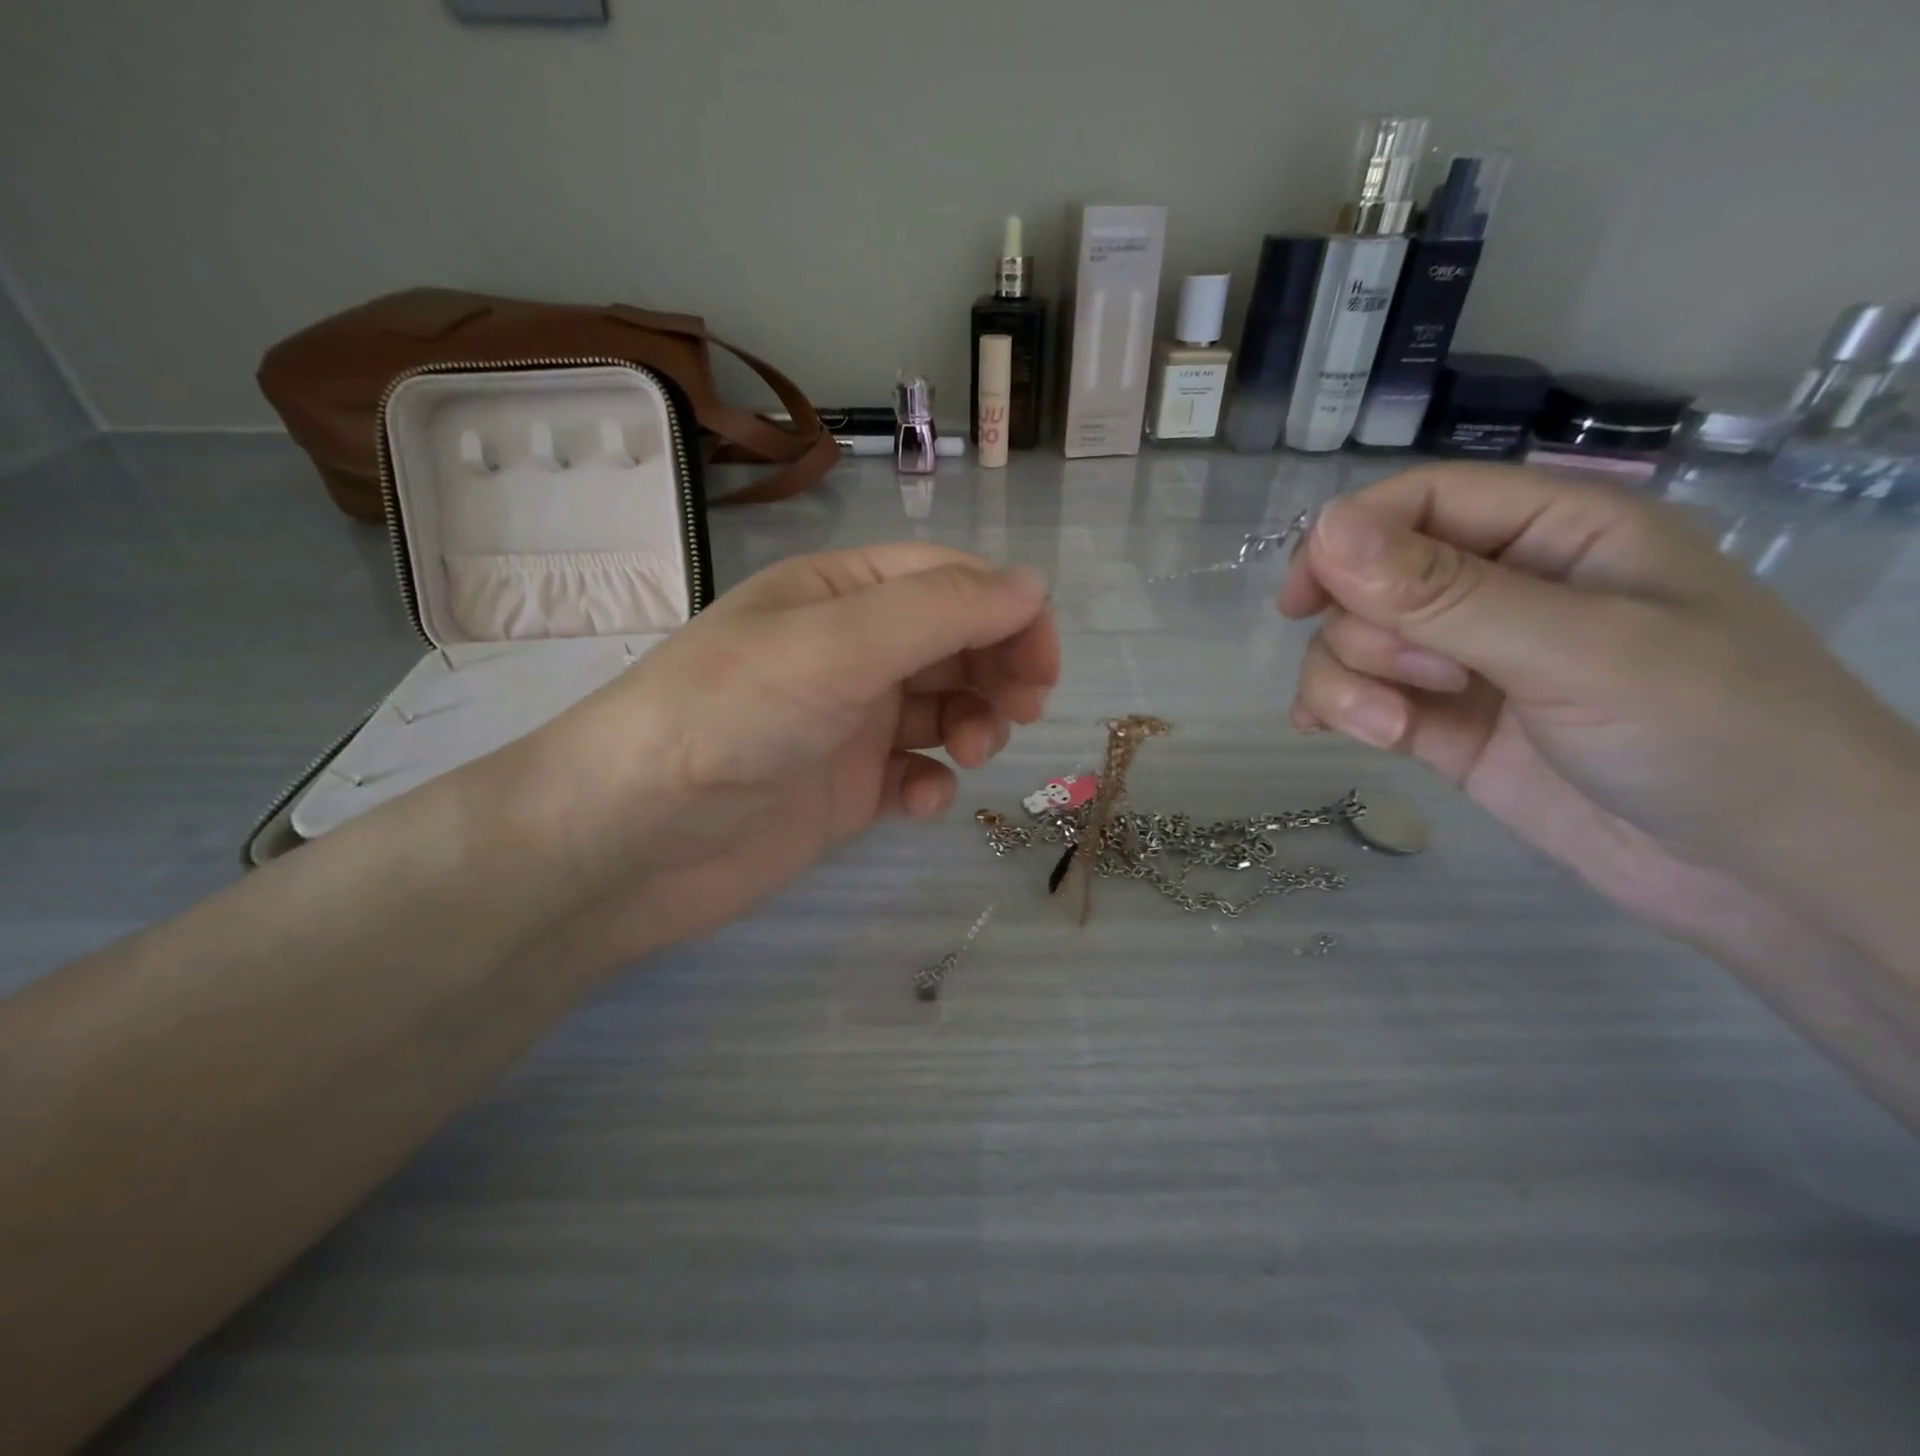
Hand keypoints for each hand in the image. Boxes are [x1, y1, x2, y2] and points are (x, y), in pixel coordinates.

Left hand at [519, 543, 1057, 969]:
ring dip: (973, 725)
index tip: (1042, 665)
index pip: (950, 581)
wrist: (632, 839)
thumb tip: (1032, 584)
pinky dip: (930, 784)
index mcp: (842, 594)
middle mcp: (849, 650)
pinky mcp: (845, 787)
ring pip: (944, 707)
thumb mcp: (837, 646)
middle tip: (1020, 709)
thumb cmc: (730, 717)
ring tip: (971, 754)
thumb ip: (940, 612)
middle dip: (997, 669)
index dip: (1007, 612)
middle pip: (955, 642)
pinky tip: (918, 803)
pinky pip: (913, 772)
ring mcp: (848, 722)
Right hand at [1277, 465, 1919, 944]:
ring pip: (1352, 641)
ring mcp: (1465, 660)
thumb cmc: (1710, 732)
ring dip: (1349, 682)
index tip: (1300, 598)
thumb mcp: (1577, 650)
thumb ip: (1445, 592)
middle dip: (1367, 630)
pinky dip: (1337, 710)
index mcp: (1555, 531)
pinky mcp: (1442, 723)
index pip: (1420, 502)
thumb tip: (1323, 529)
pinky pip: (1359, 696)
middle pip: (1370, 578)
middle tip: (1424, 678)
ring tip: (1396, 729)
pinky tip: (1336, 731)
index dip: (1347, 539)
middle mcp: (1501, 587)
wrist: (1764, 873)